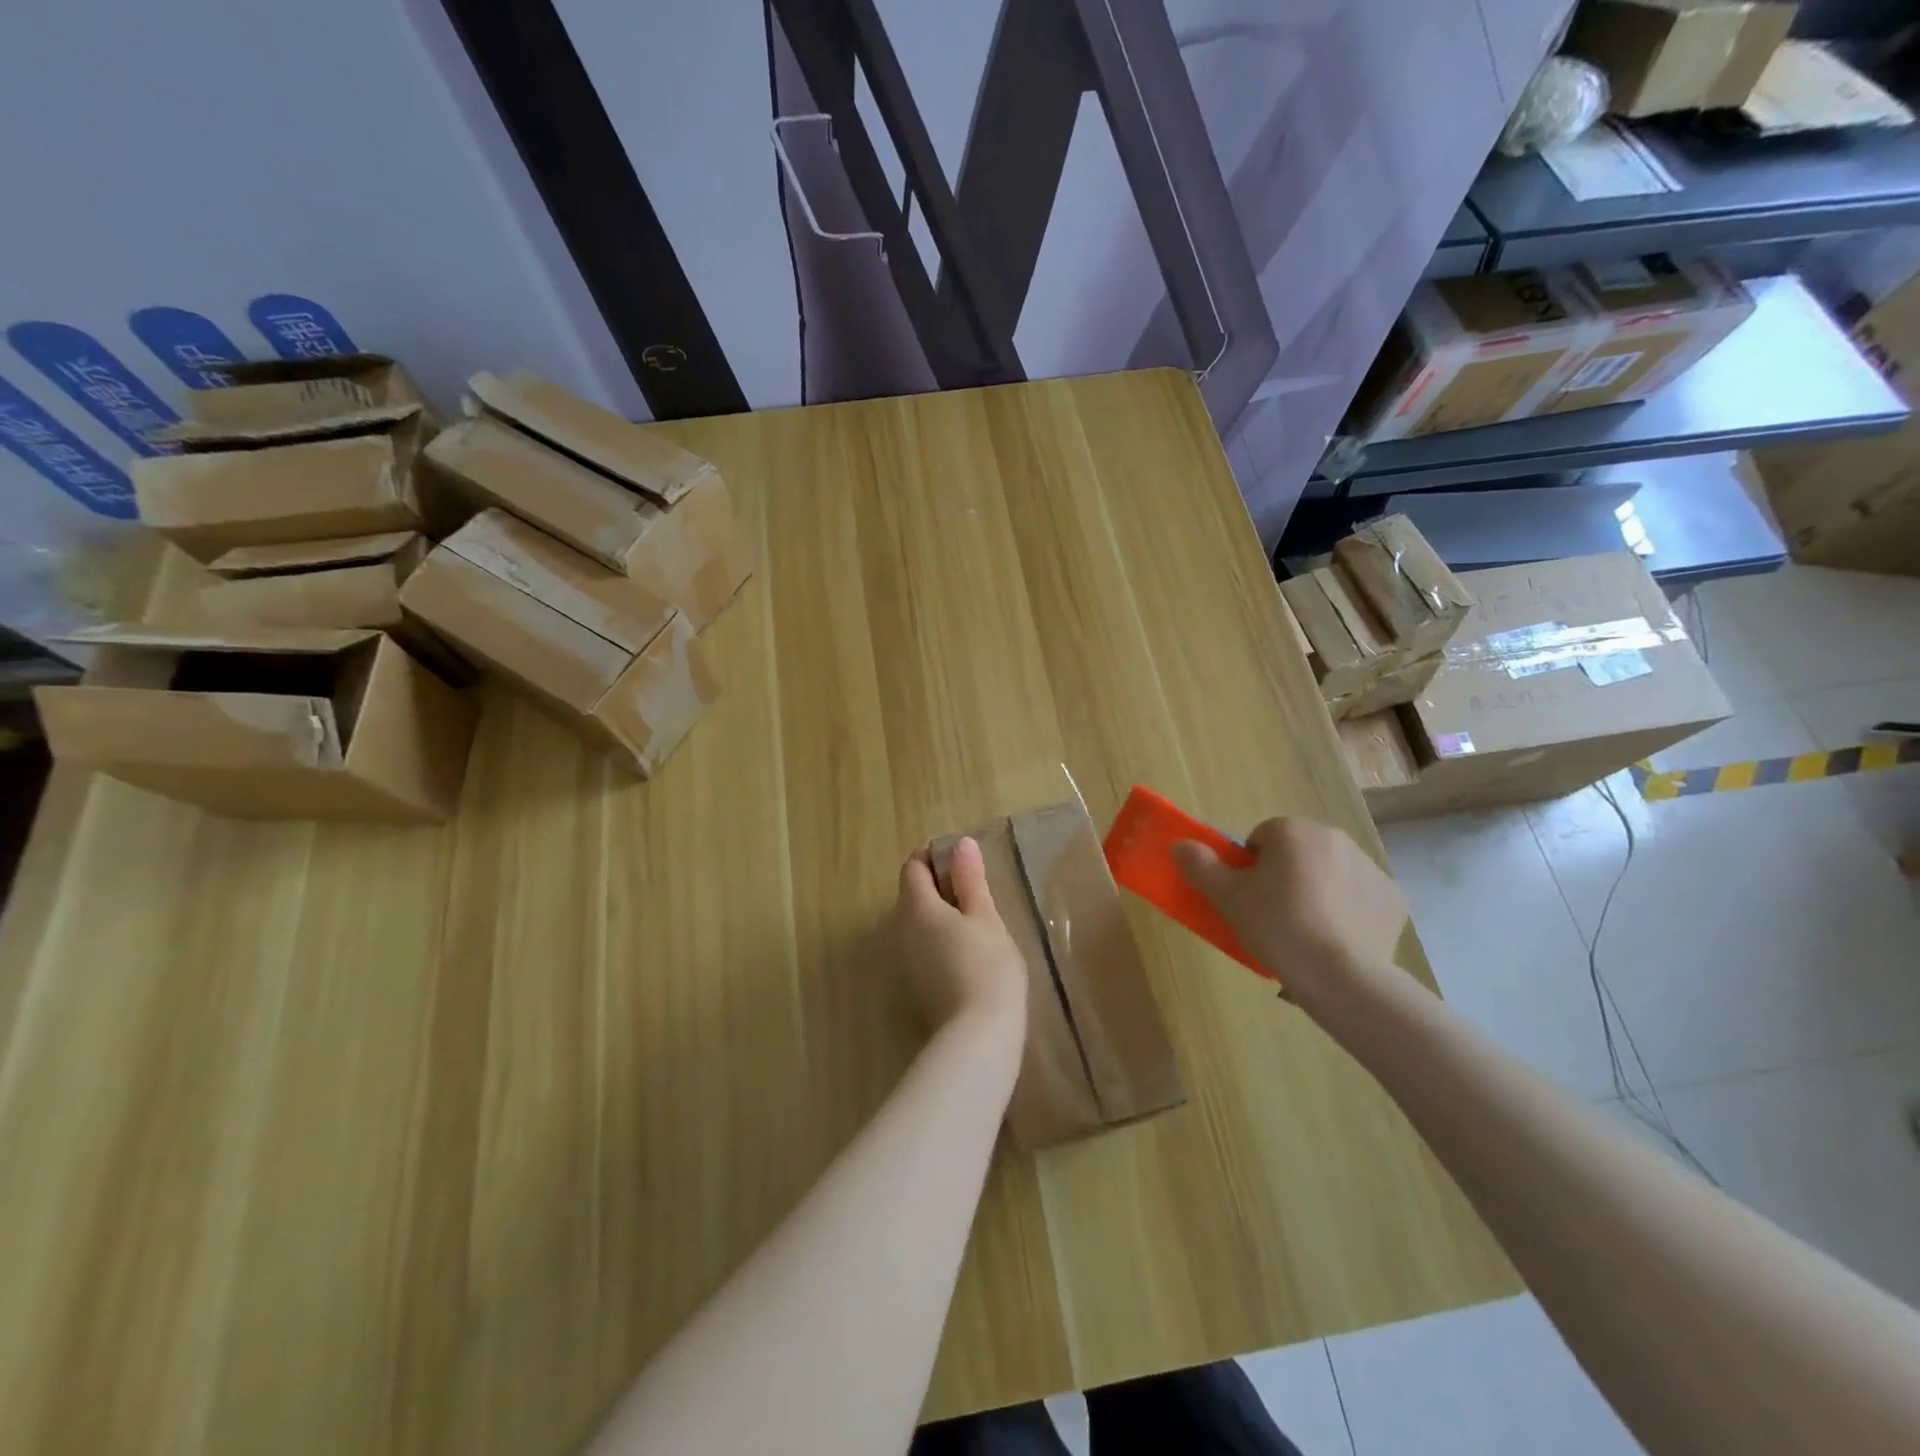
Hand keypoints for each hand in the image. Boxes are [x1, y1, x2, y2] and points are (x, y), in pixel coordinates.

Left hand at [891, 839, 1027, 1043]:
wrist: (978, 1037)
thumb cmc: (987, 967)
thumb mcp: (986, 917)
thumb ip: (970, 880)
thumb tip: (961, 844)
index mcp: (915, 907)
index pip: (913, 867)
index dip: (935, 856)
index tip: (965, 862)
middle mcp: (899, 929)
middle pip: (913, 894)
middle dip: (941, 885)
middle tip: (978, 891)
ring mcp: (904, 959)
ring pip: (918, 922)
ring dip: (941, 913)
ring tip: (978, 921)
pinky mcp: (914, 983)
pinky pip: (922, 945)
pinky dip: (940, 938)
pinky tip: (969, 951)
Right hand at [1173, 818, 1406, 1008]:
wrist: (1342, 976)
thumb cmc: (1278, 928)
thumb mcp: (1227, 898)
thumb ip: (1200, 866)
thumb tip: (1180, 845)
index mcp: (1292, 831)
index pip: (1261, 838)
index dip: (1250, 868)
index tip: (1249, 899)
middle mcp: (1334, 838)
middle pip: (1298, 853)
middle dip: (1286, 876)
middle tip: (1273, 916)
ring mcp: (1369, 867)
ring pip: (1330, 872)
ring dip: (1318, 891)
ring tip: (1306, 933)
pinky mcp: (1394, 898)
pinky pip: (1361, 897)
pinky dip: (1349, 912)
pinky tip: (1338, 940)